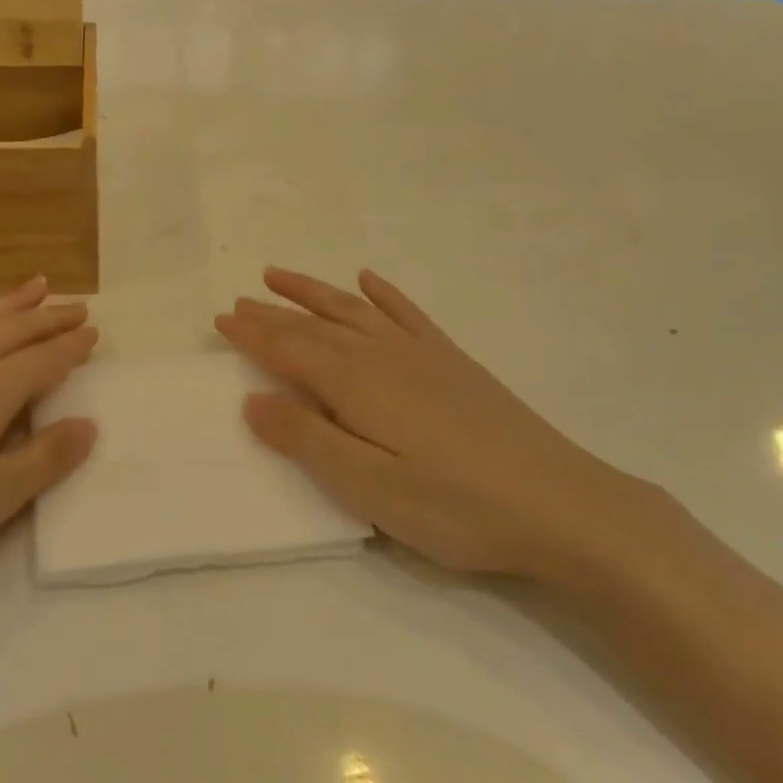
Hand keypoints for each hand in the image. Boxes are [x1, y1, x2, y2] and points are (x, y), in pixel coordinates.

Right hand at [215, 267, 652, 581]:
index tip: (221, 320)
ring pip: (353, 310)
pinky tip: (370, 281)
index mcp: (356, 384)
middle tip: (239, 300)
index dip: (252, 334)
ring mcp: (421, 354)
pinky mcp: (453, 362)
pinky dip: (383, 294)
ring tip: (279, 275)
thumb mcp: (368, 487)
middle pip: (314, 325)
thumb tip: (253, 400)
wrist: (561, 505)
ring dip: (313, 292)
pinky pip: (407, 313)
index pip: (288, 350)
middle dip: (272, 313)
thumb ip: (307, 440)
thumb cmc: (455, 506)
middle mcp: (382, 355)